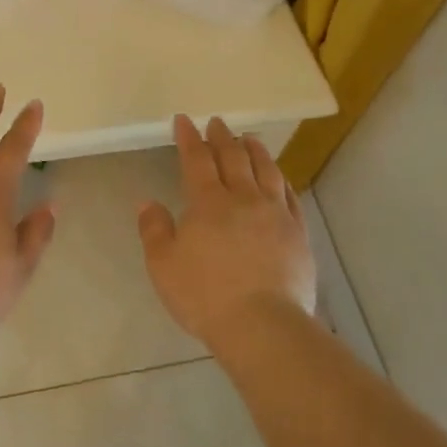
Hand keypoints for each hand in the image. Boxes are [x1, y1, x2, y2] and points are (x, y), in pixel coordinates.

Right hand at [136, 116, 315, 347]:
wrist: (262, 325)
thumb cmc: (204, 295)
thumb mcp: (162, 265)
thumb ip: (153, 229)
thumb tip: (148, 202)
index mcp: (208, 202)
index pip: (197, 160)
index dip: (189, 138)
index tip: (184, 120)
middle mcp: (243, 199)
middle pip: (233, 158)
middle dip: (222, 137)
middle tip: (217, 122)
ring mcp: (275, 214)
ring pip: (266, 171)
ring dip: (255, 150)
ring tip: (250, 138)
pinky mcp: (298, 233)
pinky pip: (290, 196)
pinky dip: (281, 179)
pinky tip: (279, 177)